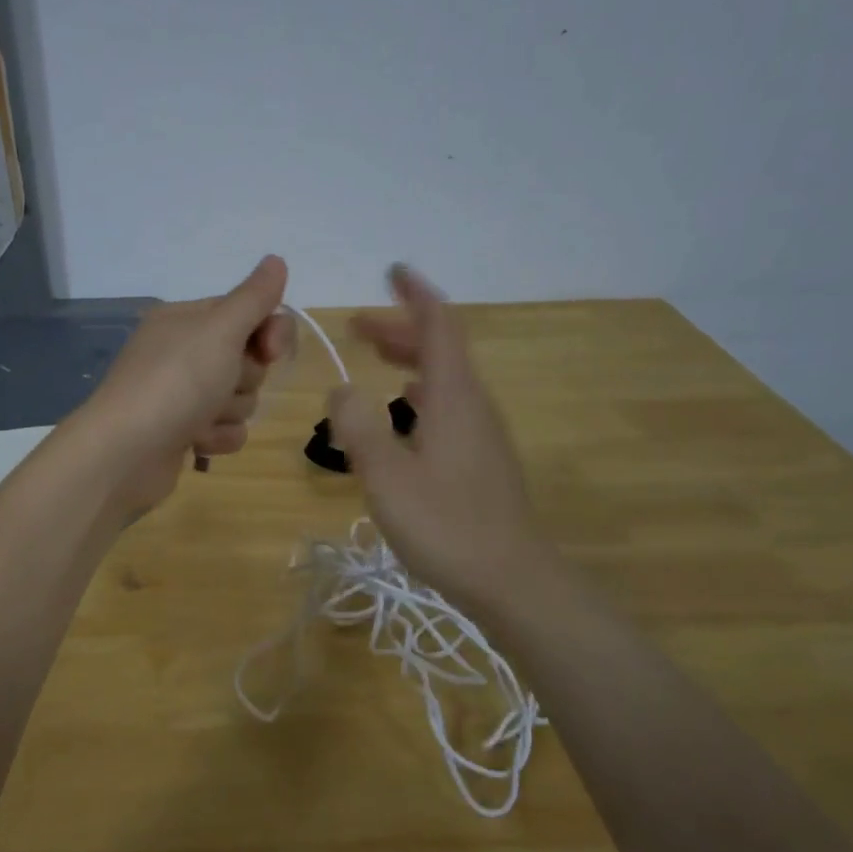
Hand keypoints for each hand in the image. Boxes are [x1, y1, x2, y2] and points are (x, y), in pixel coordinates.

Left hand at [75, 256, 294, 517]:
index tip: (270, 351)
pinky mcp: (181, 432)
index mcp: (186, 320)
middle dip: (244, 378)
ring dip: (229, 412)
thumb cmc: (175, 382)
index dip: (268, 332)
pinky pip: (224, 429)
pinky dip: (216, 438)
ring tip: (201, 420)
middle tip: (220, 385)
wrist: (125, 453)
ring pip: (239, 398)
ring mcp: (180, 394)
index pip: (247, 313)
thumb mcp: (220, 330)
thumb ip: (254, 298)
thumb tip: (276, 260)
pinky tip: (195, 443)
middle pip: (247, 359)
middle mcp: (181, 352)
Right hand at [328, 266, 551, 617]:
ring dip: (410, 357)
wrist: (512, 579)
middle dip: (400, 328)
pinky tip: (405, 408)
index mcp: (453, 398)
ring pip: (445, 376)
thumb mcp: (387, 478)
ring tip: (375, 356)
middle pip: (441, 348)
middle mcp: (473, 405)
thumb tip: (341, 389)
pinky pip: (449, 402)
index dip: (416, 296)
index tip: (392, 272)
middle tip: (357, 326)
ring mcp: (482, 432)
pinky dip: (421, 389)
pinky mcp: (482, 457)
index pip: (440, 326)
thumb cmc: (447, 525)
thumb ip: (359, 429)